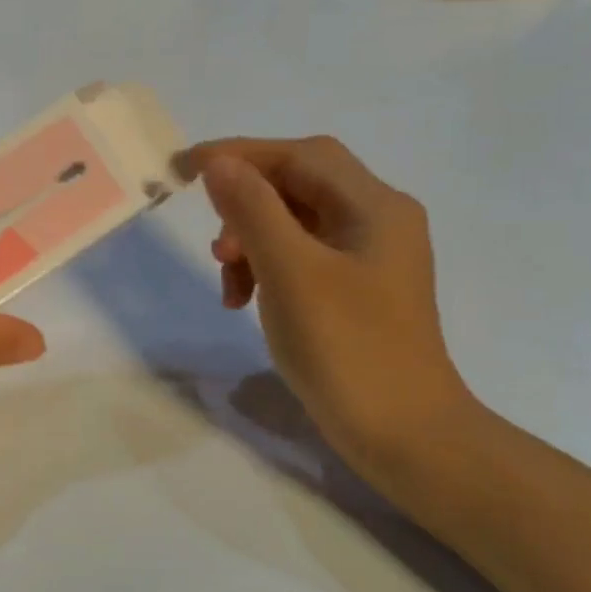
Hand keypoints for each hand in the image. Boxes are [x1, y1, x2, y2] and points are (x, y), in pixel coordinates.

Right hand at [175, 137, 477, 479]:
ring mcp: (368, 256)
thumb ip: (253, 211)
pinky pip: (300, 256)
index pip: (300, 156)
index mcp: (374, 207)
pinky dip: (266, 267)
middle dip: (246, 205)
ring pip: (294, 222)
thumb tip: (218, 163)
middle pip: (298, 185)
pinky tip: (245, 299)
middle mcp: (377, 220)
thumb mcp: (291, 272)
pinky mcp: (355, 289)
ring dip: (251, 241)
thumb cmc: (348, 349)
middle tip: (215, 243)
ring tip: (228, 282)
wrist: (406, 437)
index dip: (241, 154)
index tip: (185, 169)